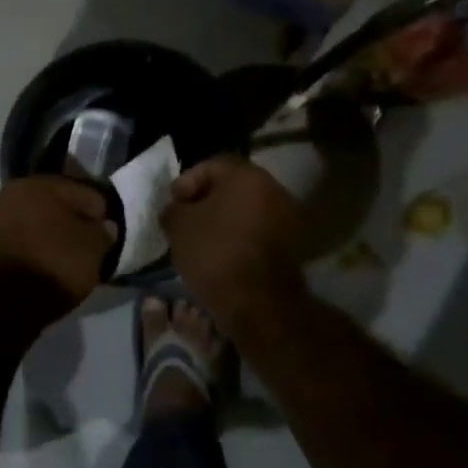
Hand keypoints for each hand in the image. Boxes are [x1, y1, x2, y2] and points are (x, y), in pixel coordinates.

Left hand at [0, 176, 116, 315]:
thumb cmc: (51, 267)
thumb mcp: (92, 250)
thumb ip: (102, 232)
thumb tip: (102, 226)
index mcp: (38, 183)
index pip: (82, 191)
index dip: (100, 212)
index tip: (107, 234)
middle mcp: (8, 192)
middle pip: (52, 203)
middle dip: (70, 220)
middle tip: (87, 245)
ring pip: (30, 221)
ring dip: (47, 234)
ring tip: (64, 258)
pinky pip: (15, 241)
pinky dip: (29, 249)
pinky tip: (40, 266)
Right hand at [161, 156, 306, 333]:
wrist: (258, 303)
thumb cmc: (214, 252)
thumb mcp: (177, 225)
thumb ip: (174, 208)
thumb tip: (177, 209)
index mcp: (247, 175)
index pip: (212, 165)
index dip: (187, 181)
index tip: (174, 203)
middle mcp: (274, 189)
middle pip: (233, 186)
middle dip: (207, 200)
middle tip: (186, 219)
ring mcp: (289, 218)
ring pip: (248, 209)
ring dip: (225, 219)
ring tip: (203, 239)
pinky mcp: (294, 245)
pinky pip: (260, 231)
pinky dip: (241, 236)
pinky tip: (223, 254)